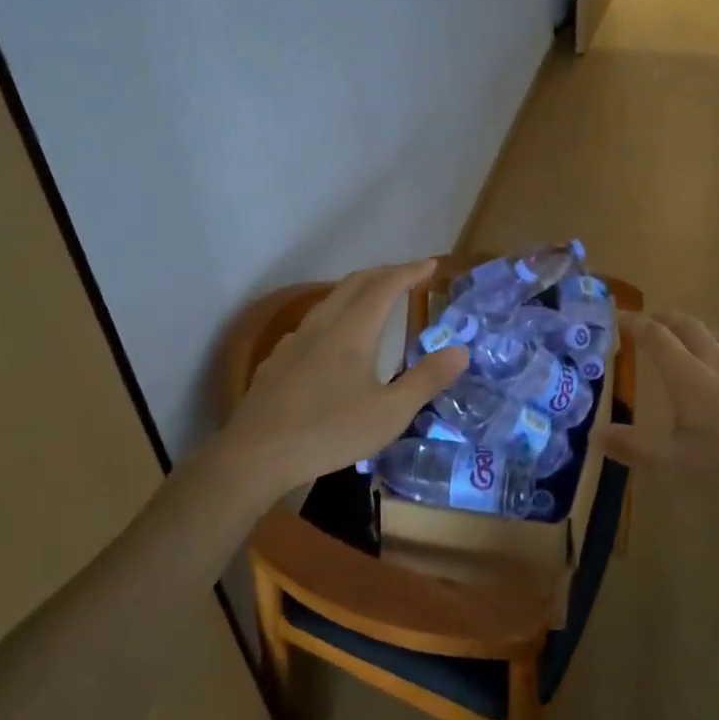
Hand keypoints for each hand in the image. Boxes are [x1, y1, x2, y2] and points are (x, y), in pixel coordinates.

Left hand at [219, 259, 466, 494]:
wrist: (256, 454)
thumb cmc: (330, 432)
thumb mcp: (390, 413)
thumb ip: (426, 379)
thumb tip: (461, 350)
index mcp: (353, 331)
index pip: (385, 286)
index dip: (409, 272)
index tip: (430, 265)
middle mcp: (323, 325)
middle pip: (355, 283)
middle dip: (385, 273)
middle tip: (408, 275)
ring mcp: (295, 341)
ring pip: (330, 301)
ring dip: (357, 291)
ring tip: (374, 301)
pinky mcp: (277, 360)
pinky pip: (312, 324)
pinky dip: (334, 316)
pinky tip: (332, 340)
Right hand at [593, 311, 718, 505]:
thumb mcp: (671, 463)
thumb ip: (632, 446)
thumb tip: (595, 432)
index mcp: (688, 376)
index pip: (655, 337)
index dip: (634, 323)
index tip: (617, 316)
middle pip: (690, 328)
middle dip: (667, 320)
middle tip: (651, 322)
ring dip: (704, 333)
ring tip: (696, 340)